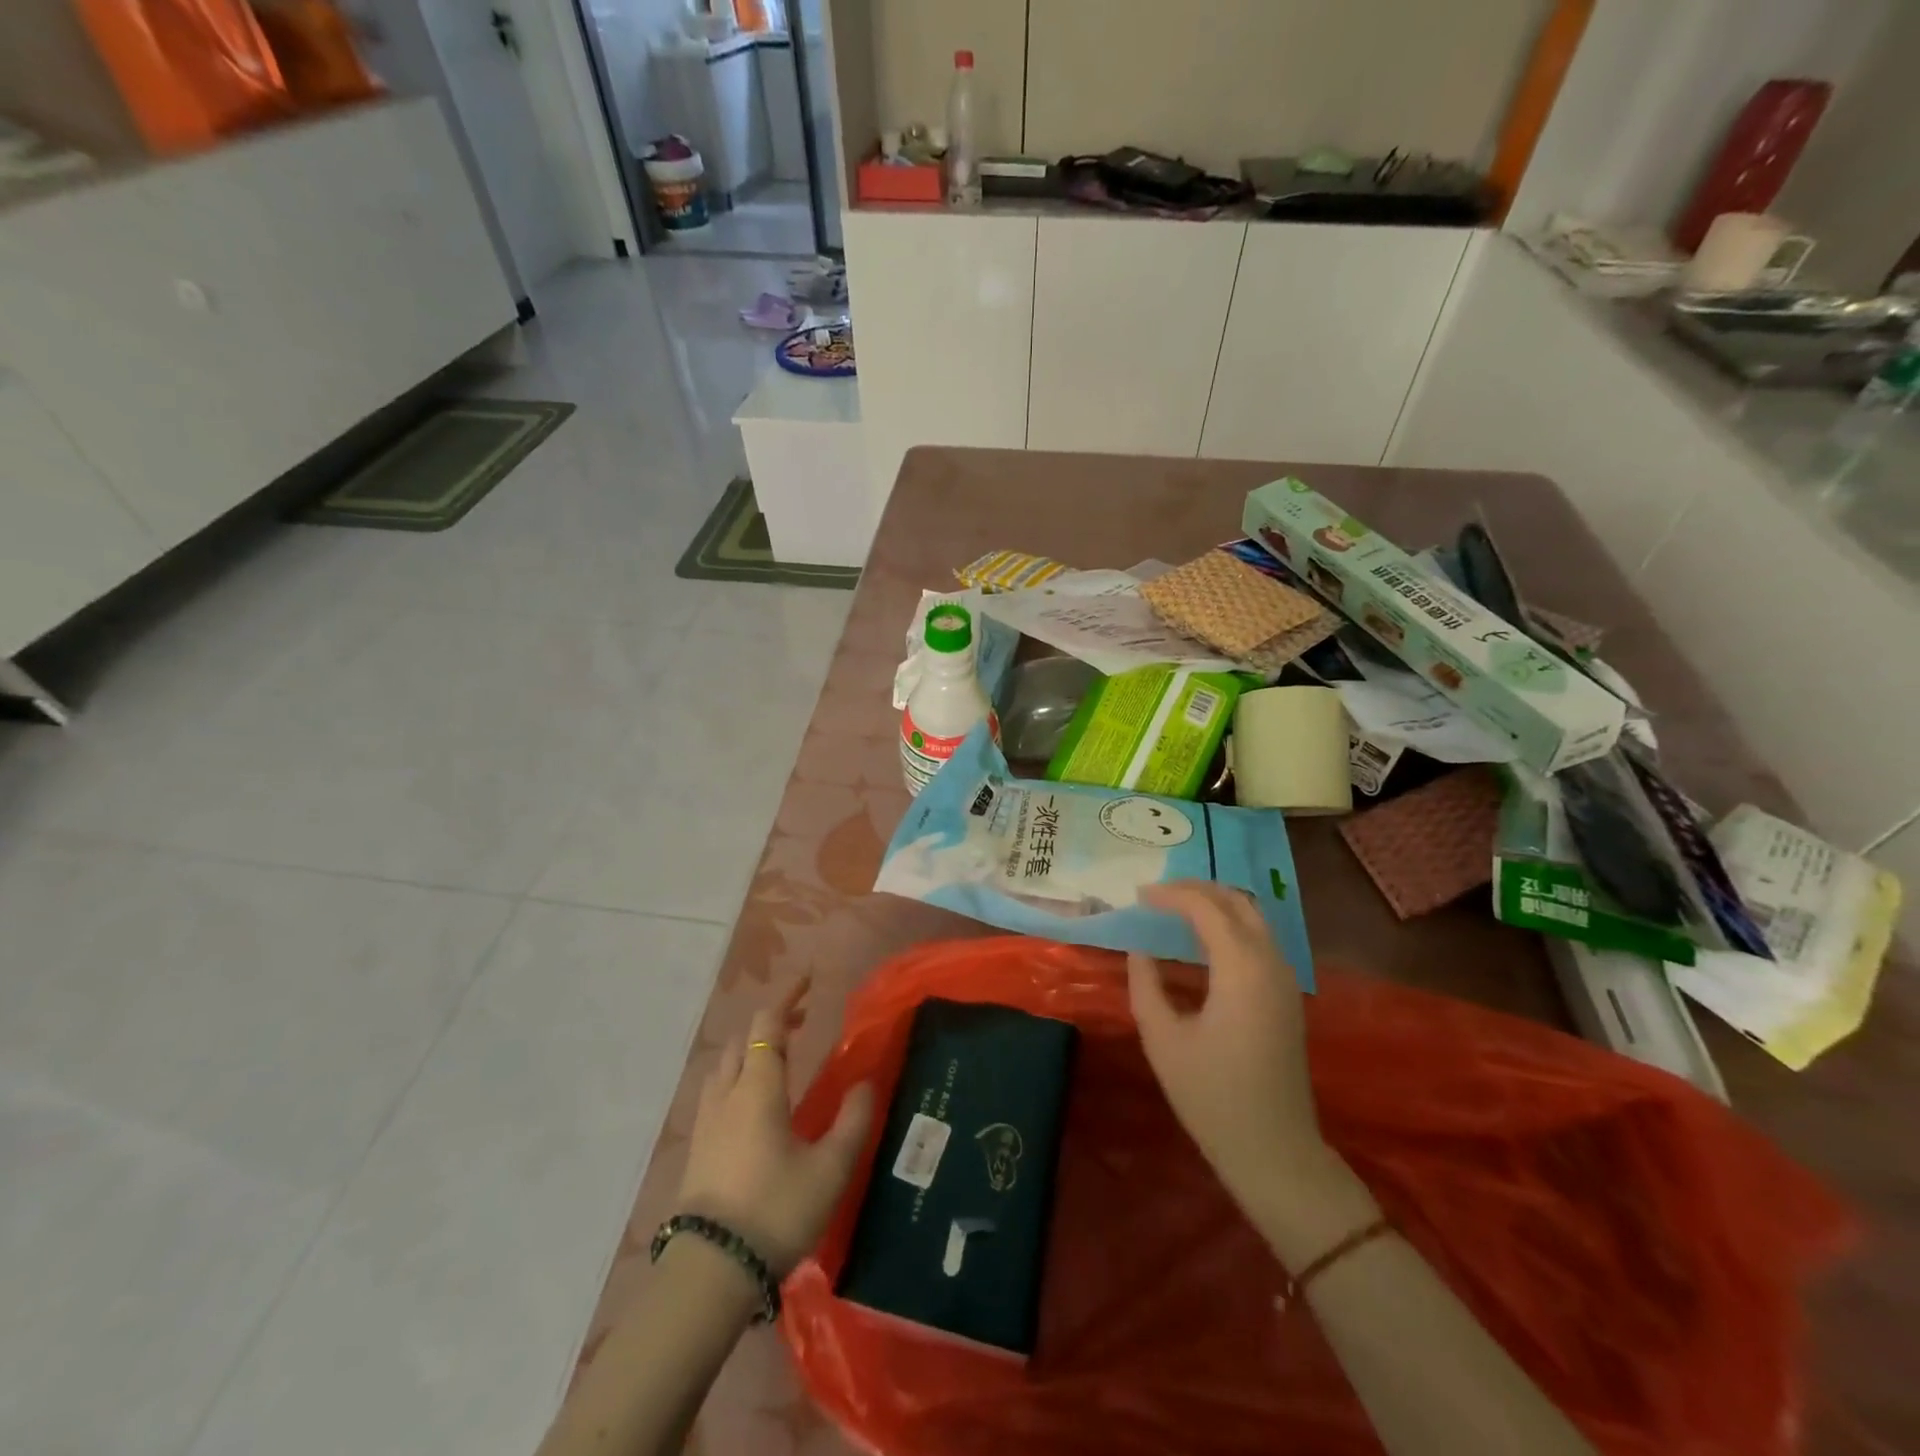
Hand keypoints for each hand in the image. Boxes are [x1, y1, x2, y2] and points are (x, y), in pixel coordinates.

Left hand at [676, 978, 874, 1277]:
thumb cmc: (775, 1211)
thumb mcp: (829, 1169)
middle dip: (770, 1023)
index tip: (808, 979)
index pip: (766, 1025)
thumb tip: (865, 1083)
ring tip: (779, 1058)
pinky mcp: (697, 1148)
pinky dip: (737, 1077)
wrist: (711, 1272)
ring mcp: (706, 1122)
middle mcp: (727, 1094)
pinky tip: (755, 1103)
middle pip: (741, 1041)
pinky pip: (717, 1092)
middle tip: (802, 1022)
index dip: (787, 997)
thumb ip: (852, 1121)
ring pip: (724, 1066)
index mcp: (757, 1088)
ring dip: (750, 1050)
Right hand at [1128, 882, 1336, 1217]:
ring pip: (1253, 917)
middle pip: (1237, 901)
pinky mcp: (1287, 996)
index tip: (1138, 895)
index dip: (1170, 894)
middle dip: (1196, 889)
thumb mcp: (1163, 1038)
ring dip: (1215, 905)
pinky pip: (1260, 939)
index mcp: (1241, 968)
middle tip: (1157, 895)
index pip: (1206, 907)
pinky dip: (1230, 925)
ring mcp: (1285, 979)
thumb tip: (1140, 949)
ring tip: (1175, 910)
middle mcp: (1270, 962)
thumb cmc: (1212, 1096)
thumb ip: (1146, 984)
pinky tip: (1202, 941)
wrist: (1274, 1150)